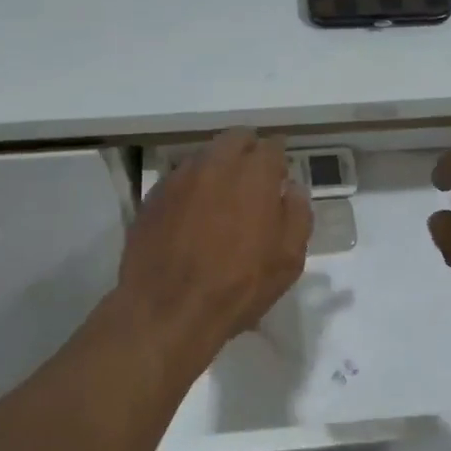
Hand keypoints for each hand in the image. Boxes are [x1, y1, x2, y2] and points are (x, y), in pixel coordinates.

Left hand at [116, 130, 310, 375]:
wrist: (167, 311)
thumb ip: (297, 214)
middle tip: (253, 180)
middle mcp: (215, 164)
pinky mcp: (153, 196)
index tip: (279, 176)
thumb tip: (291, 188)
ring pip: (205, 156)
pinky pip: (180, 179)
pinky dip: (192, 188)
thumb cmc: (238, 287)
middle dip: (248, 152)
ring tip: (221, 199)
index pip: (272, 145)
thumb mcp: (288, 259)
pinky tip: (193, 215)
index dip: (278, 159)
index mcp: (253, 174)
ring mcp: (179, 178)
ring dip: (218, 168)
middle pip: (235, 139)